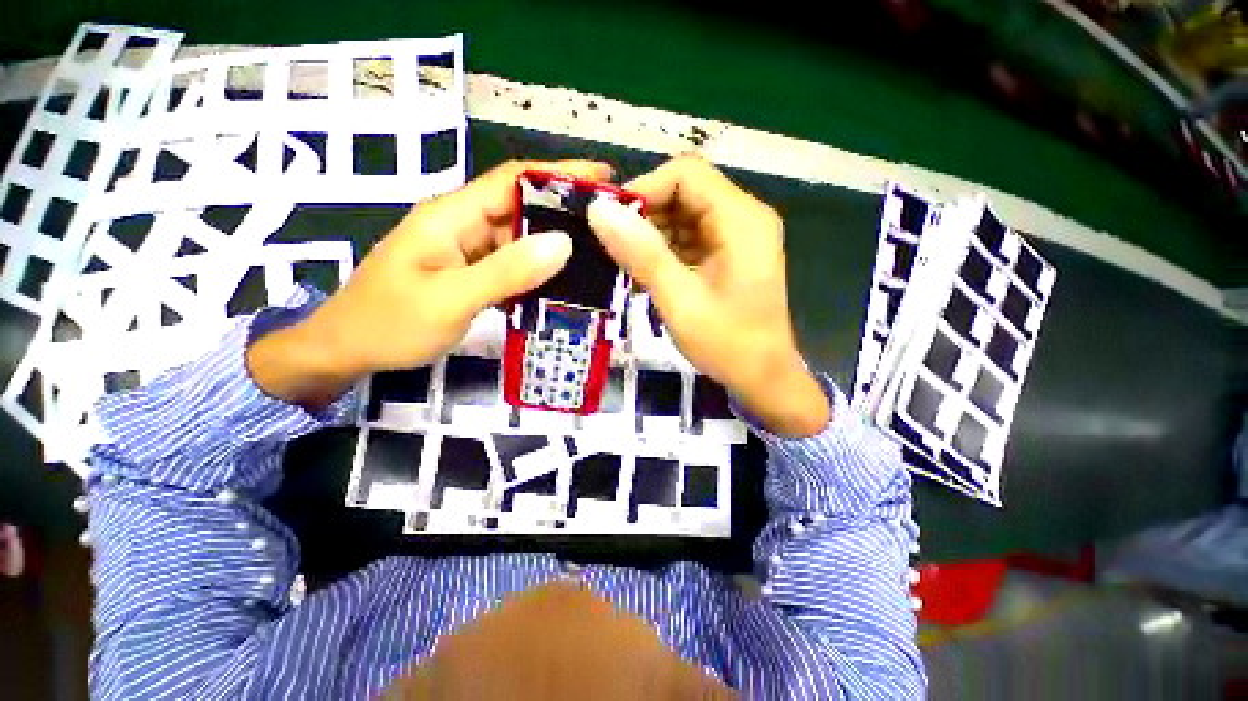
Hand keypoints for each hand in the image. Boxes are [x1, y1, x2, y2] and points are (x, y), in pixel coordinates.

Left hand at [248, 159, 613, 408]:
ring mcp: (467, 249)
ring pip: (520, 239)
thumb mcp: (450, 299)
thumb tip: (563, 244)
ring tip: (596, 260)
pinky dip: (537, 271)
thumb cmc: (389, 324)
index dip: (560, 173)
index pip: (515, 179)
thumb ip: (506, 271)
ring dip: (554, 248)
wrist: (345, 350)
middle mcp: (463, 224)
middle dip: (566, 214)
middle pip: (522, 208)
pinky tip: (561, 285)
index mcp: (453, 215)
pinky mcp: (470, 272)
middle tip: (610, 231)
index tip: (604, 179)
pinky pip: (511, 264)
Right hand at [587, 156, 828, 436]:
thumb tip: (599, 211)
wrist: (763, 378)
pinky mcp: (732, 254)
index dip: (644, 189)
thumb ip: (641, 254)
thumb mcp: (679, 300)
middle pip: (686, 192)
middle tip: (616, 249)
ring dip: (654, 235)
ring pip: (686, 215)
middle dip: (647, 216)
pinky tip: (651, 274)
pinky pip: (693, 237)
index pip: (686, 174)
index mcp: (741, 219)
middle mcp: (745, 217)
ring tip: (630, 266)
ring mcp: (740, 236)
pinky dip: (668, 250)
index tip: (612, 222)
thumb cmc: (726, 344)